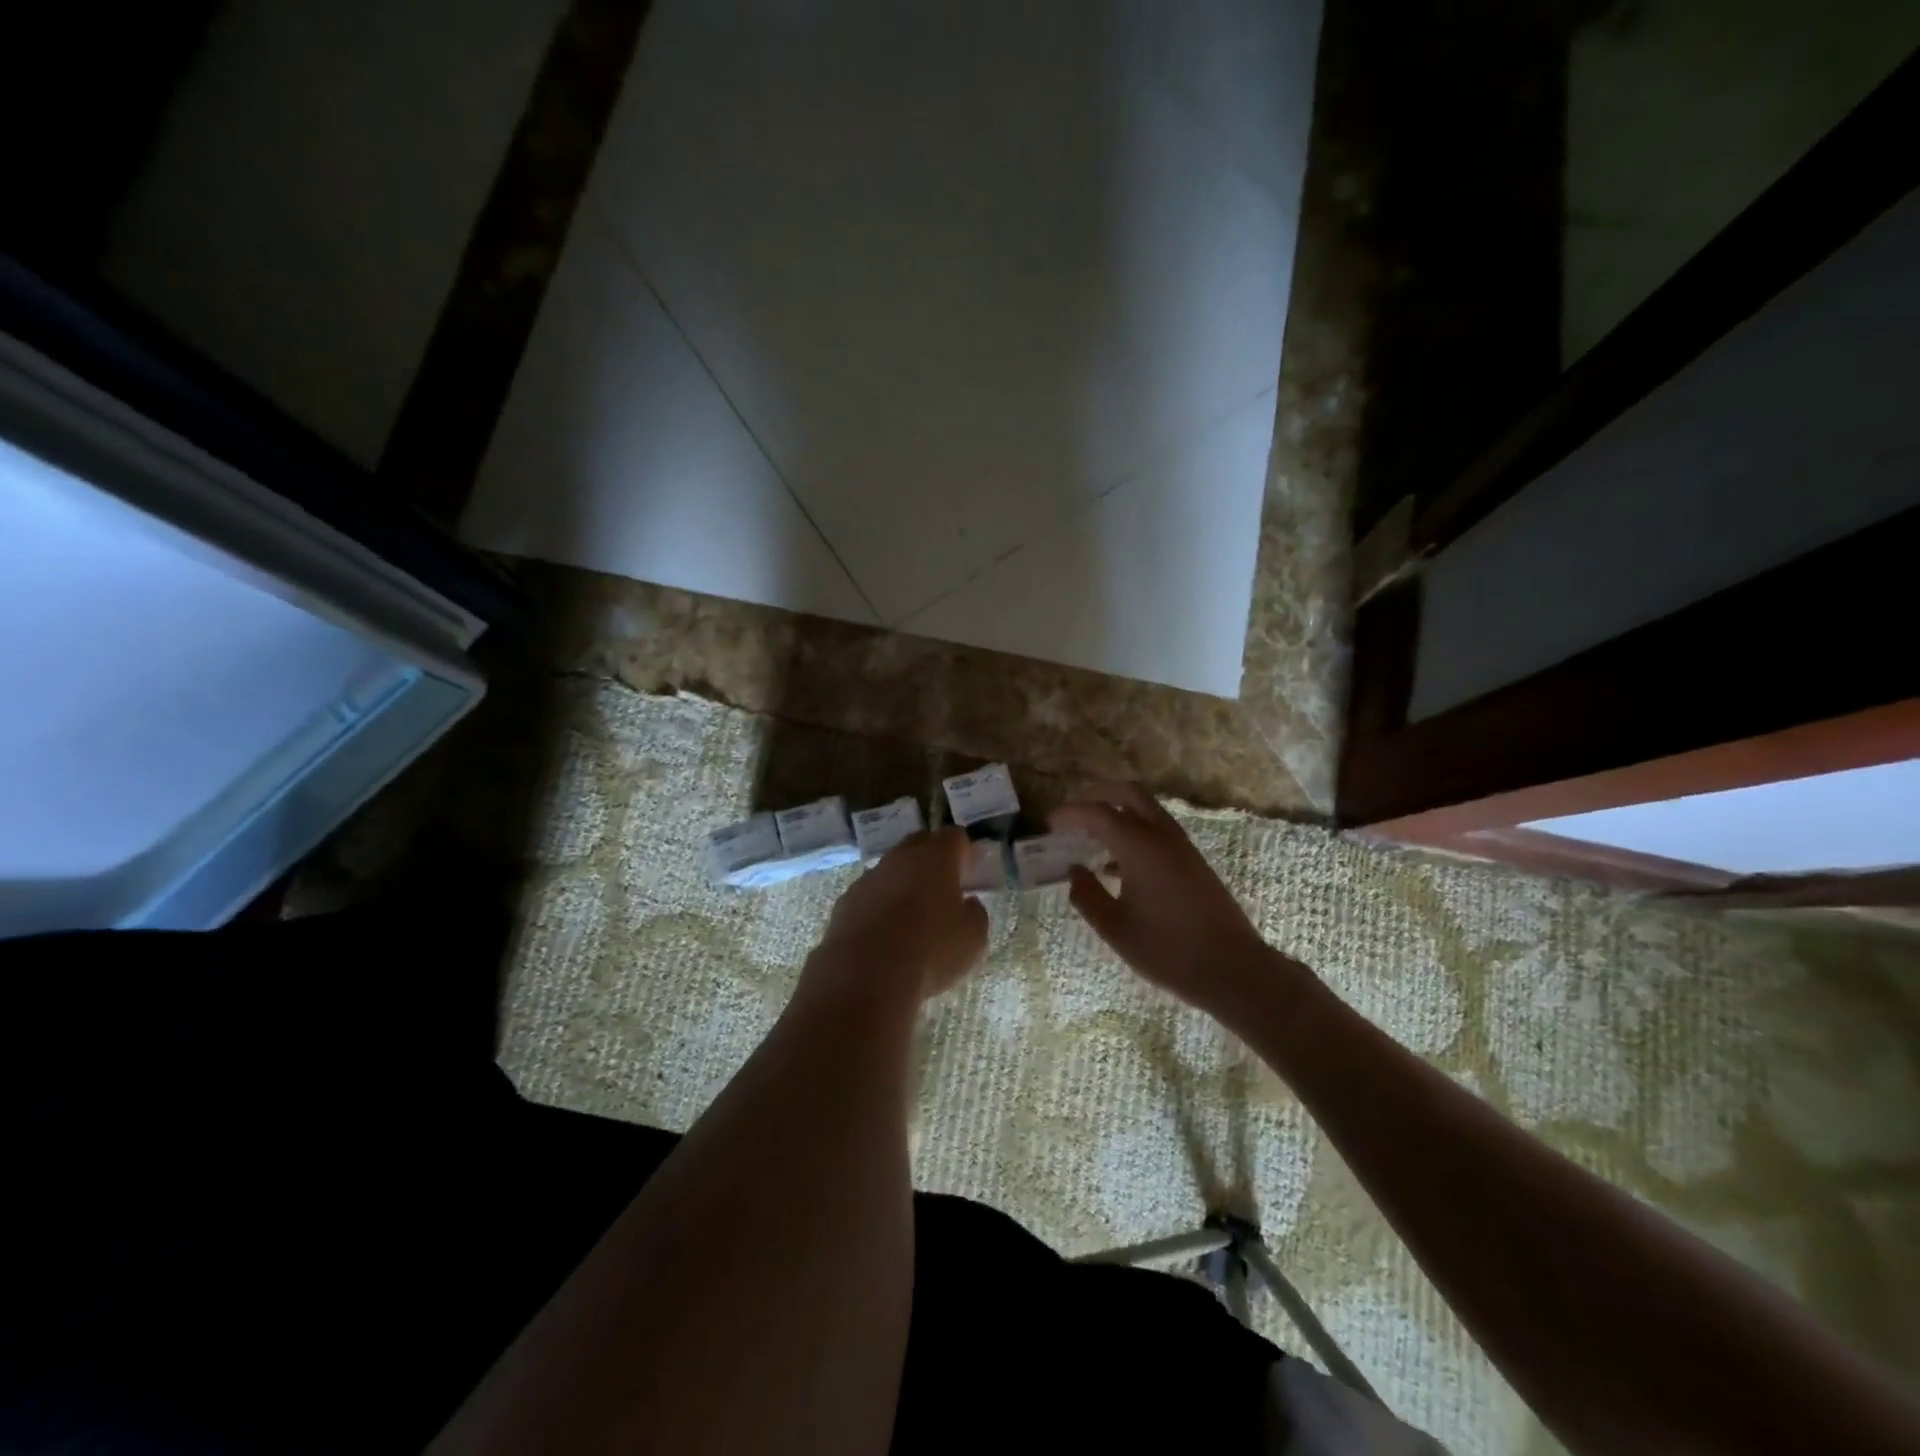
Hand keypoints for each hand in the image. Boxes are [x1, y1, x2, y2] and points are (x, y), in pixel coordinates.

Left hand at [806, 828, 989, 1003]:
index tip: (971, 872)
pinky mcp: (845, 902)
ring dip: (903, 883)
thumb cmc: (931, 951)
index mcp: (936, 857)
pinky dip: (879, 905)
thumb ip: (975, 913)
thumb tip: (968, 904)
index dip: (965, 851)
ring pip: (892, 869)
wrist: (865, 975)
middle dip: (933, 860)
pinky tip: (885, 933)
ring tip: (912, 916)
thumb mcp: (973, 938)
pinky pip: (870, 894)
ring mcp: (869, 877)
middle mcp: (900, 857)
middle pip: (920, 844)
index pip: (954, 836)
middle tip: (944, 888)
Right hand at [1050, 783, 1276, 1014]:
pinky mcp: (1192, 860)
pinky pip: (1156, 829)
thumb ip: (1087, 895)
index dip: (1069, 814)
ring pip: (1145, 808)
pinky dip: (1132, 830)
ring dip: (1116, 812)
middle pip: (1127, 793)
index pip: (1097, 813)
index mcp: (1140, 847)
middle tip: (1072, 815)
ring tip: (1088, 837)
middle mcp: (1162, 835)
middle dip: (1096, 795)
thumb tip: (1073, 870)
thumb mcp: (1115, 929)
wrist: (1233, 969)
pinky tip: (1114, 865)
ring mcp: (1181, 846)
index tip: (1049, 825)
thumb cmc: (1168, 951)